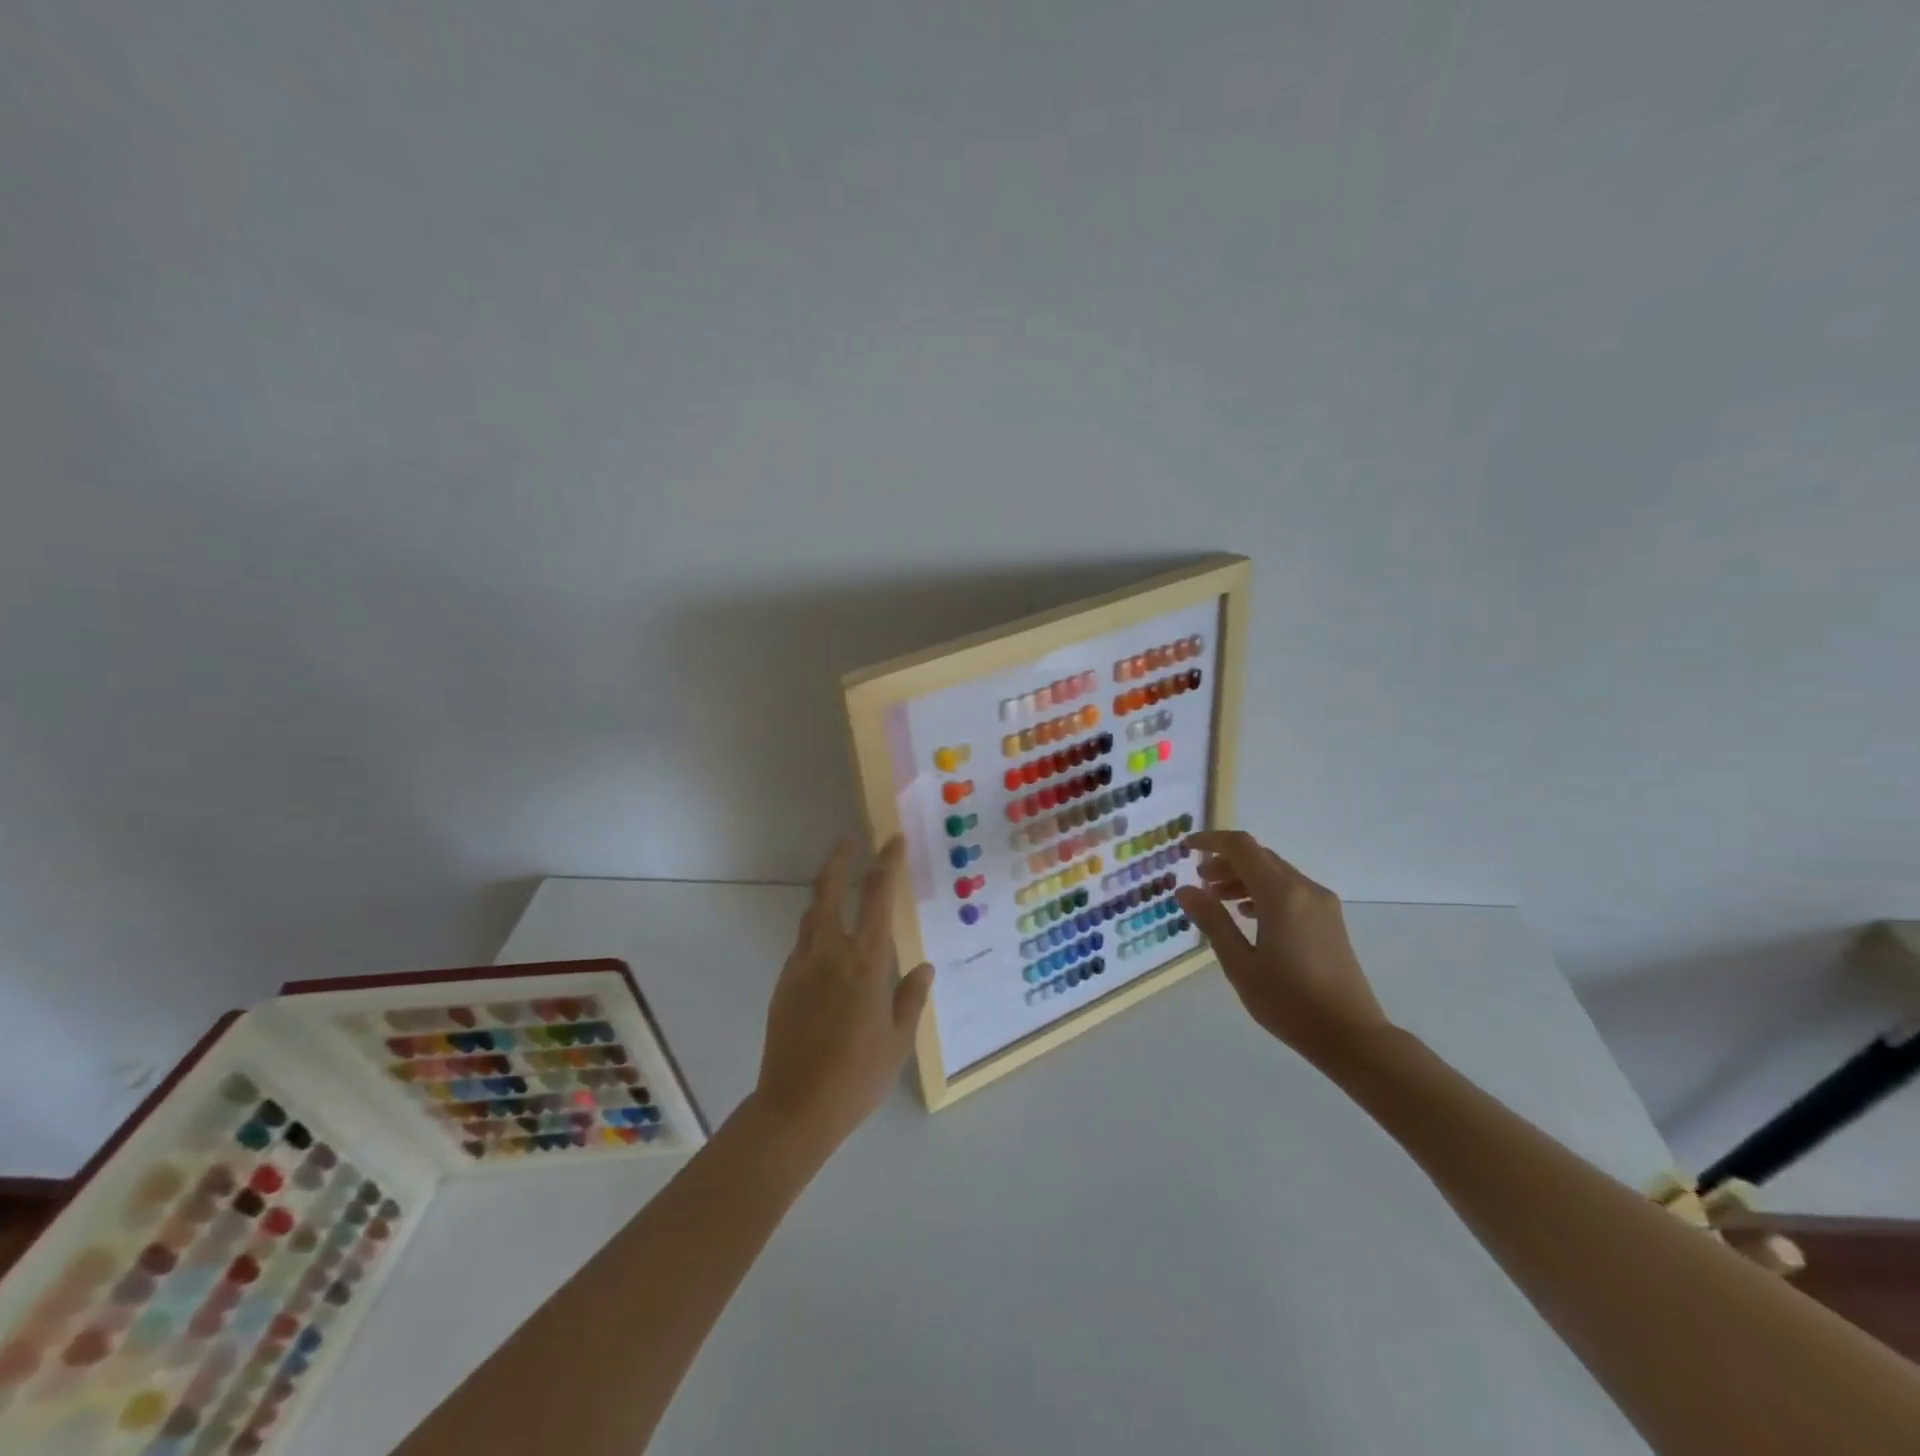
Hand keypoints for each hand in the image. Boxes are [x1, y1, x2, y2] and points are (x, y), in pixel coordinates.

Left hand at [753, 836, 933, 1152]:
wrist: (795, 1108)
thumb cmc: (857, 1076)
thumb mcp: (898, 1041)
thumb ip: (910, 998)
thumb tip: (924, 968)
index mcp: (864, 961)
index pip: (877, 897)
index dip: (887, 864)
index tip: (893, 841)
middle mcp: (830, 952)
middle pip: (829, 890)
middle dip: (840, 860)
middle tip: (850, 840)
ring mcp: (801, 966)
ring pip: (811, 915)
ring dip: (825, 892)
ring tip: (838, 885)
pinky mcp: (783, 984)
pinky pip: (802, 944)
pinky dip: (816, 930)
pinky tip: (827, 945)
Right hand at [1176, 830, 1390, 1068]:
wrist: (1351, 1036)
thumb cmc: (1289, 1002)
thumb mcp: (1240, 964)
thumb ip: (1212, 921)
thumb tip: (1185, 889)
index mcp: (1281, 895)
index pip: (1241, 848)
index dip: (1211, 841)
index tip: (1185, 849)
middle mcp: (1305, 889)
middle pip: (1259, 857)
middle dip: (1225, 861)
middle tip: (1199, 880)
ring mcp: (1322, 904)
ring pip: (1275, 872)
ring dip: (1244, 877)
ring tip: (1218, 898)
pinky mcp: (1329, 919)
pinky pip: (1291, 890)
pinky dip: (1263, 891)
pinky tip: (1248, 915)